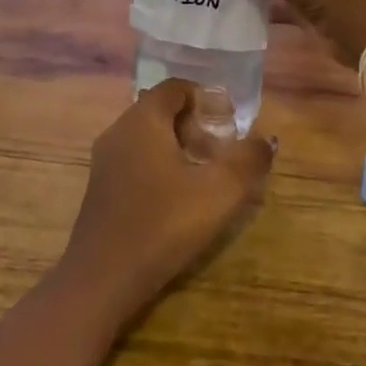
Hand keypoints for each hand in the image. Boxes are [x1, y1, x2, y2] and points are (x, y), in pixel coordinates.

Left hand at [57, 80, 275, 331]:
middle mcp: (118, 131)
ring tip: (205, 177)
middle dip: (195, 125)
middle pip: (161, 111)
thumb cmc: (164, 224)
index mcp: (143, 120)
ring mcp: (104, 161)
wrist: (103, 277)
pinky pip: (135, 161)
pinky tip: (178, 199)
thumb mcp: (220, 192)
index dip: (206, 97)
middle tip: (222, 152)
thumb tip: (265, 139)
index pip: (175, 87)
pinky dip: (160, 167)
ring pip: (147, 138)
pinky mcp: (100, 189)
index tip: (230, 122)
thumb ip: (248, 160)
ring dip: (179, 148)